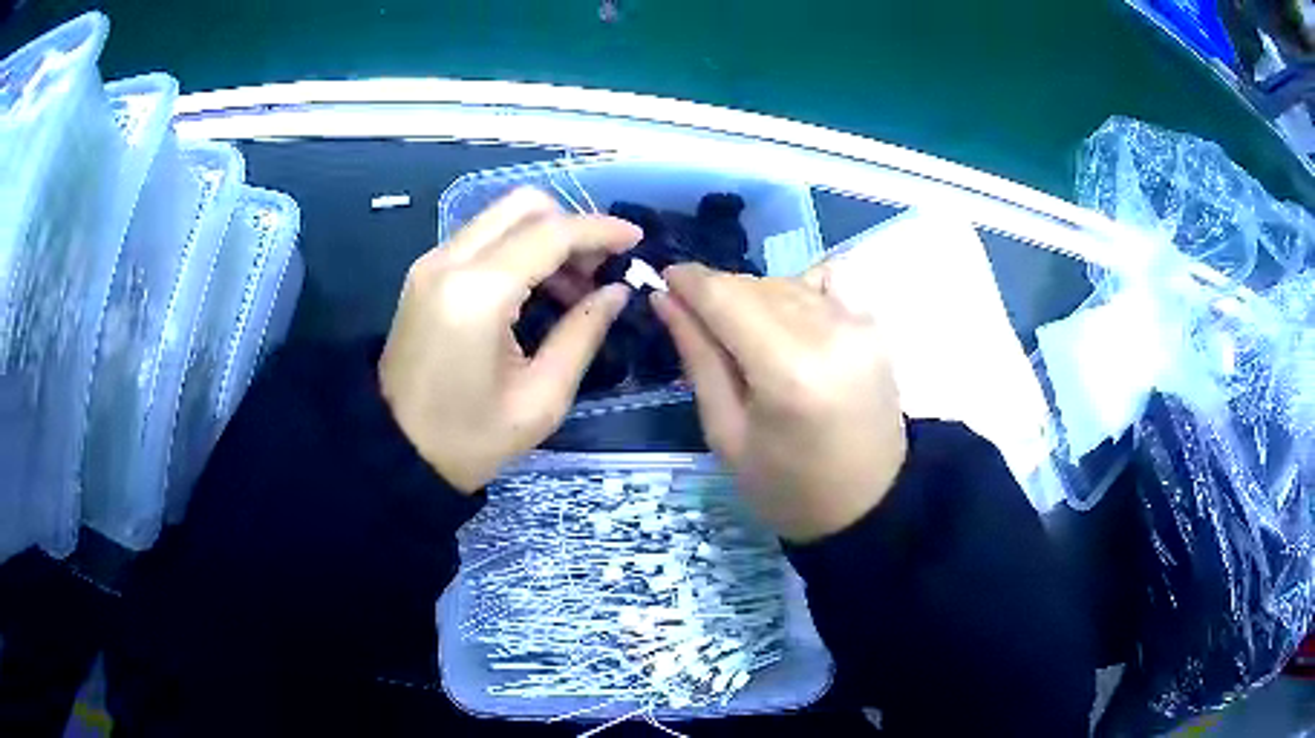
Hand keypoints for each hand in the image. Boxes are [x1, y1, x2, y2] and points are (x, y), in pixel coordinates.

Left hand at [380, 188, 641, 491]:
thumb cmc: (469, 439)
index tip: (635, 240)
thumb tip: (616, 292)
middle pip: (524, 204)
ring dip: (546, 234)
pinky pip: (483, 236)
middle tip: (598, 267)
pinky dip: (519, 246)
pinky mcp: (425, 272)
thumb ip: (583, 334)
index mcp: (477, 294)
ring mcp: (431, 262)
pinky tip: (537, 286)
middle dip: (572, 224)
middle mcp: (449, 261)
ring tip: (573, 286)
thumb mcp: (540, 398)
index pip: (550, 233)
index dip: (599, 230)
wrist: (395, 451)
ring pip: (502, 215)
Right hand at [651, 262, 906, 542]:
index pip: (727, 297)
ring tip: (742, 337)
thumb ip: (699, 358)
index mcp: (788, 371)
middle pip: (755, 284)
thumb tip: (666, 299)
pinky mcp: (873, 327)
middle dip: (718, 293)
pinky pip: (817, 290)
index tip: (664, 280)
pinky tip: (783, 330)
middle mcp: (829, 333)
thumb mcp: (727, 434)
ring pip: (785, 282)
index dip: (689, 281)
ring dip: (753, 297)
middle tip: (698, 324)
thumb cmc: (787, 486)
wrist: (870, 503)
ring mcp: (858, 325)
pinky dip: (790, 299)